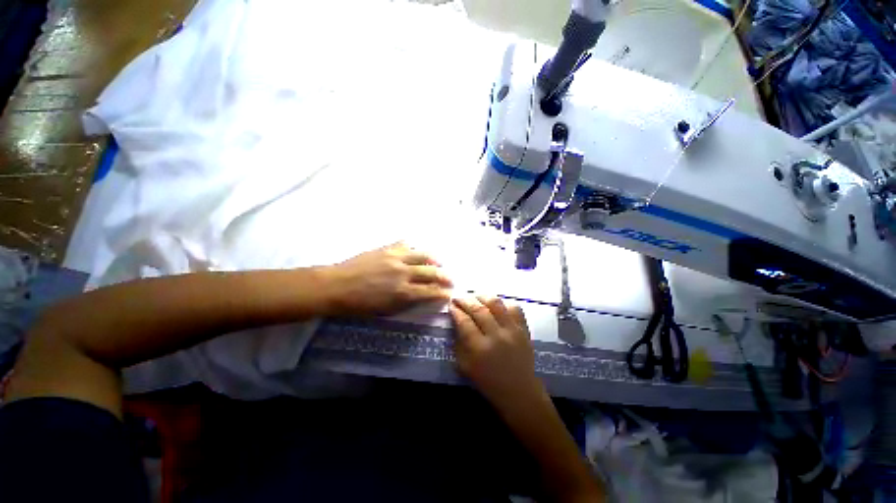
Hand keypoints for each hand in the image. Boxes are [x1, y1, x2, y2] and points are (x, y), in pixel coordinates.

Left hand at [322, 242, 452, 315]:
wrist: (337, 286)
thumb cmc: (360, 305)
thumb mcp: (386, 310)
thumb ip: (408, 302)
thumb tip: (423, 296)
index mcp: (403, 292)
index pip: (431, 291)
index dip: (443, 293)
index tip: (449, 294)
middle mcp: (404, 273)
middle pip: (432, 272)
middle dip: (445, 276)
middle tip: (450, 279)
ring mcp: (396, 257)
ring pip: (423, 254)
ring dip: (434, 259)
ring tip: (439, 262)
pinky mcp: (387, 248)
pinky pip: (405, 244)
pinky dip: (414, 247)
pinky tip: (416, 250)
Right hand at [450, 296, 542, 408]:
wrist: (519, 391)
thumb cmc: (488, 381)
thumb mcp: (465, 366)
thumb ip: (458, 342)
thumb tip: (456, 321)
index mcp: (479, 349)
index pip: (464, 322)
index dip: (456, 310)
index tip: (451, 305)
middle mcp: (496, 336)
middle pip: (478, 309)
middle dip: (465, 300)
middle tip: (458, 297)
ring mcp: (512, 331)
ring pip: (496, 303)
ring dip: (482, 296)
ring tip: (475, 296)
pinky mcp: (524, 329)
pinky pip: (514, 307)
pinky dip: (503, 302)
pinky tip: (495, 305)